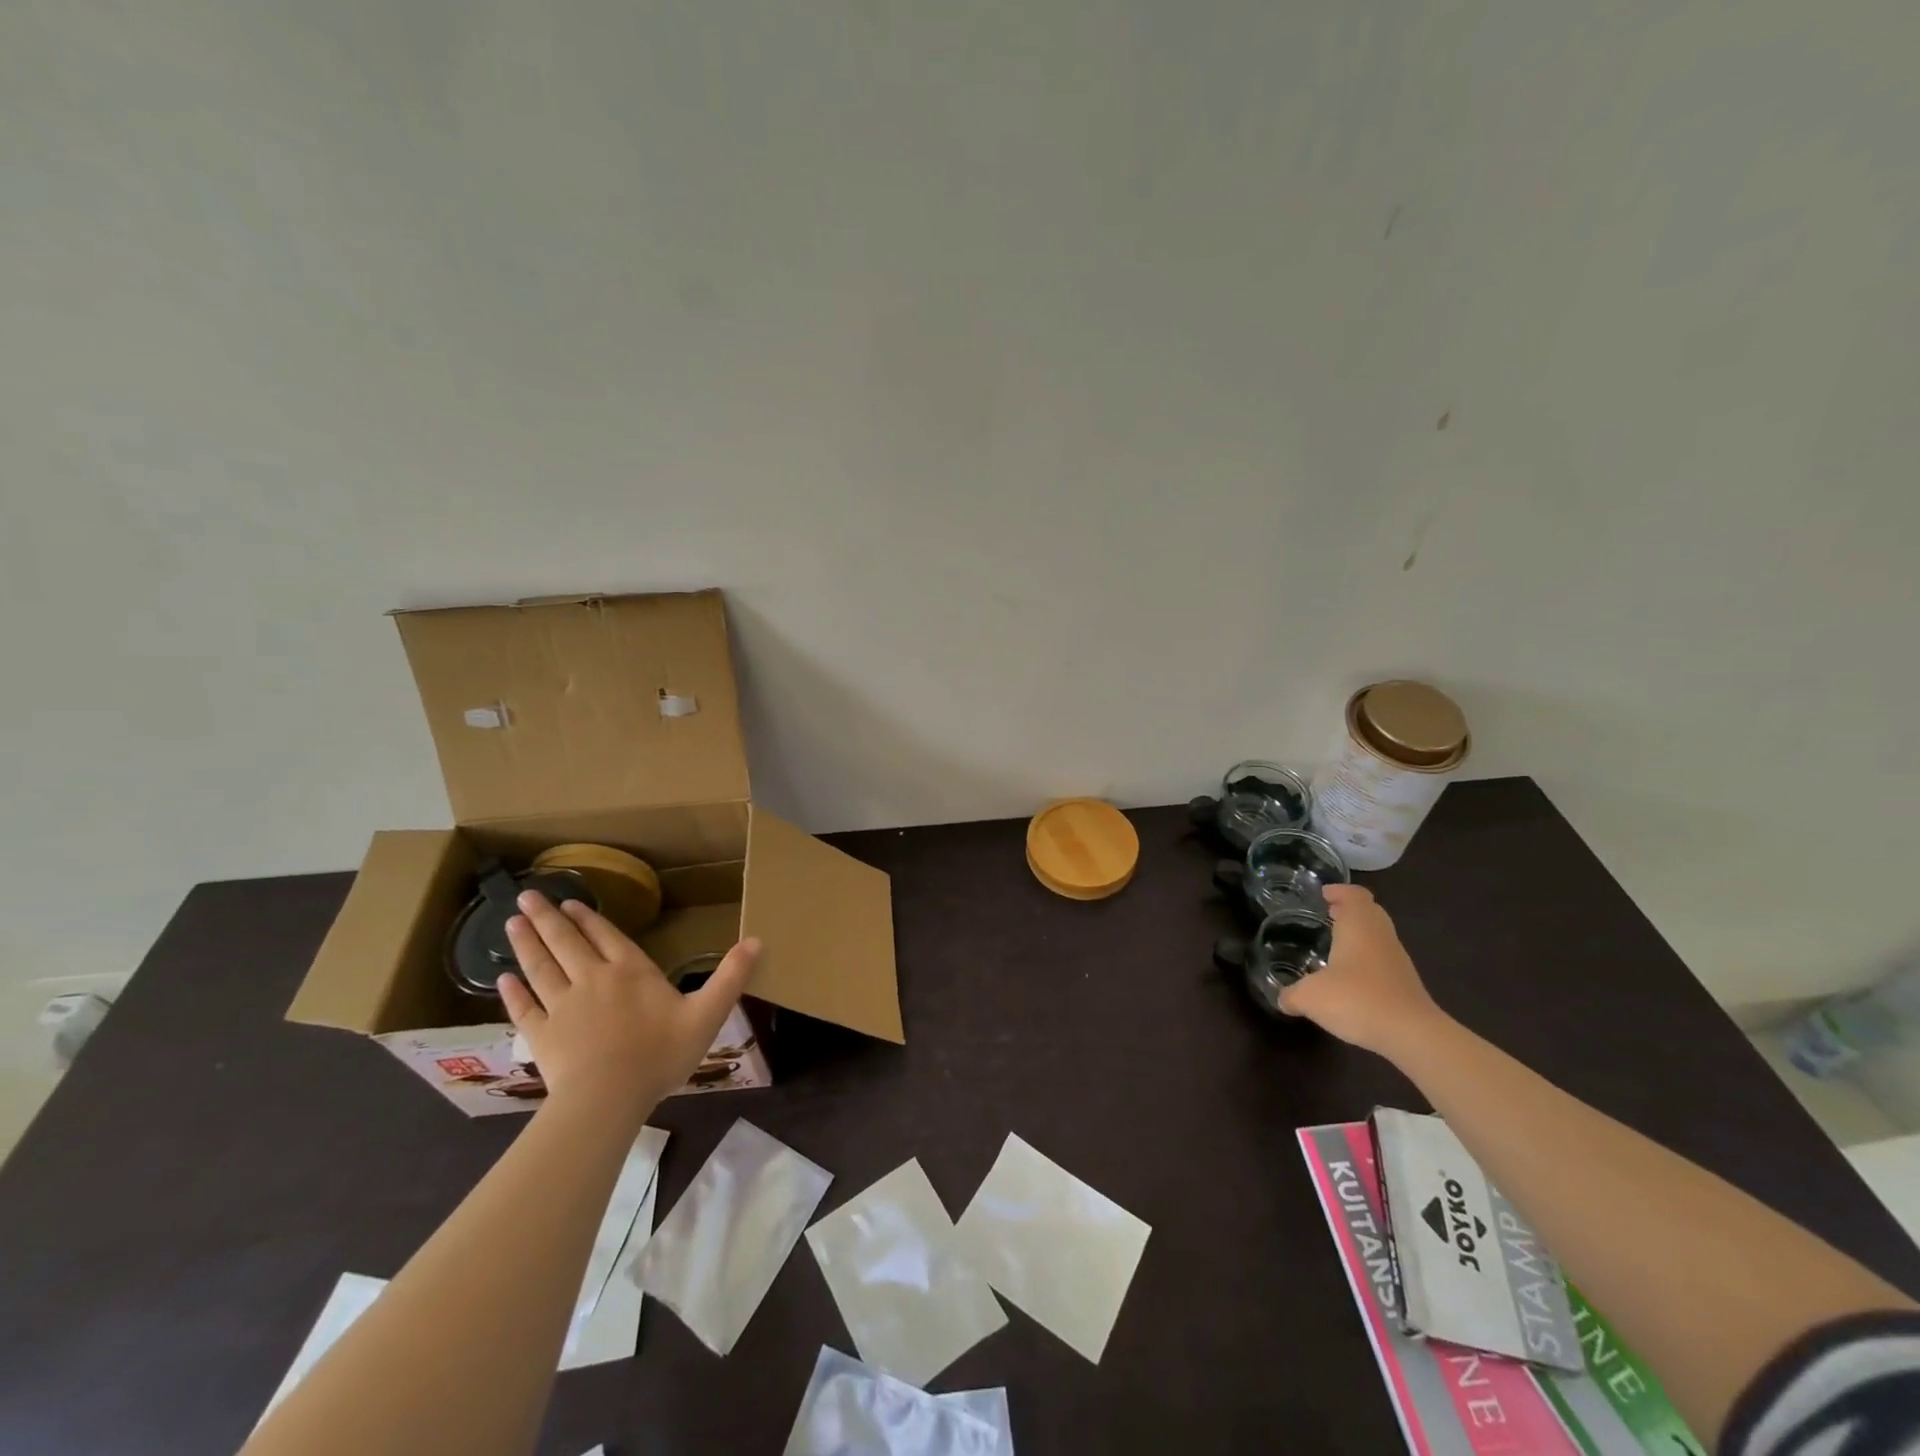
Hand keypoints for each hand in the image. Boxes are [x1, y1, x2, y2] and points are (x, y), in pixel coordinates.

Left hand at [499, 892, 760, 1120]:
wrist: (608, 1099)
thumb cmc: (660, 1054)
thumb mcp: (707, 1014)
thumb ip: (731, 977)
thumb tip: (757, 940)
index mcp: (630, 972)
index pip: (606, 936)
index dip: (588, 918)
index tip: (570, 902)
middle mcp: (592, 979)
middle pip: (566, 943)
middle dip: (547, 918)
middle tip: (526, 897)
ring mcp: (562, 1007)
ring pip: (540, 967)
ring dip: (526, 943)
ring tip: (511, 922)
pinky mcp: (542, 1035)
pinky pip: (524, 1008)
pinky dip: (512, 992)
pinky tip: (502, 979)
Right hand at [1278, 883, 1445, 1056]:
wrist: (1412, 1035)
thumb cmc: (1357, 1000)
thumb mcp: (1310, 997)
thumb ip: (1291, 994)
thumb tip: (1282, 998)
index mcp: (1359, 927)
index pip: (1355, 895)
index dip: (1339, 891)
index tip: (1323, 894)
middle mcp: (1380, 936)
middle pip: (1370, 911)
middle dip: (1349, 910)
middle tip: (1328, 914)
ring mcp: (1397, 960)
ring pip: (1378, 935)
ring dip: (1359, 934)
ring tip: (1335, 944)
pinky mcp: (1405, 983)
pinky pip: (1383, 958)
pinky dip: (1367, 958)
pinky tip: (1350, 977)